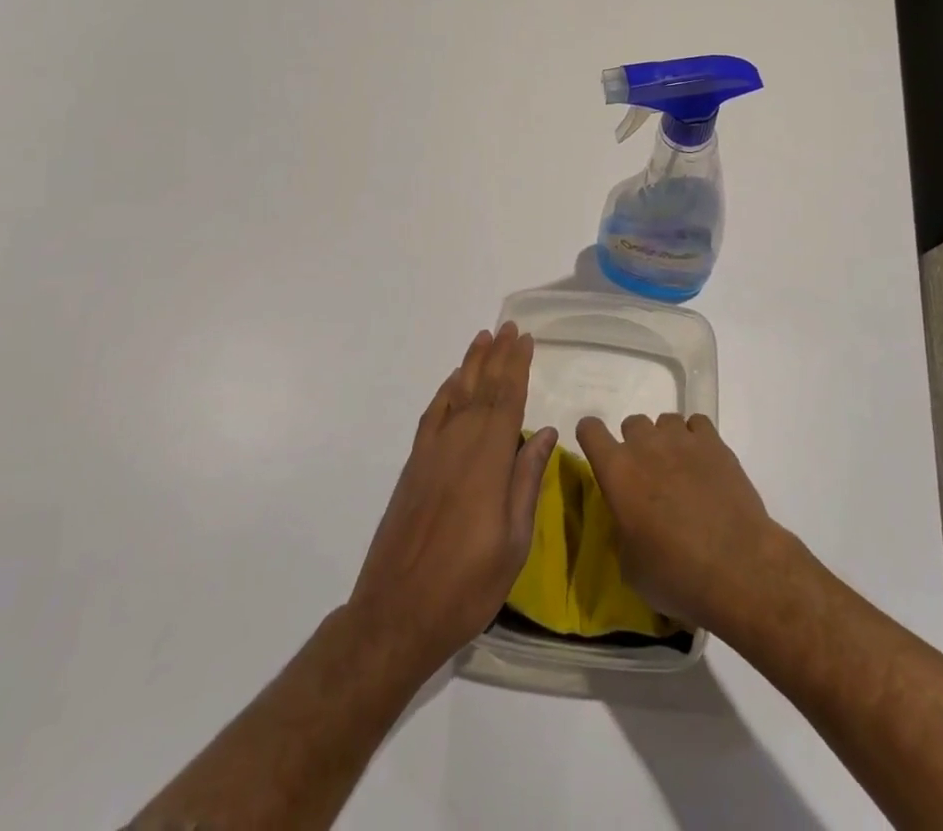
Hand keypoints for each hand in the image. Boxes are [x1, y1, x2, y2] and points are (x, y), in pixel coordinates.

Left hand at [349, 323, 556, 674]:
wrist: (396, 615)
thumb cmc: (467, 585)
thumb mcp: (513, 542)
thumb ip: (527, 482)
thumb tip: (545, 433)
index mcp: (488, 461)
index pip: (507, 400)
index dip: (517, 367)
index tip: (525, 339)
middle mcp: (459, 445)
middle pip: (482, 389)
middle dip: (497, 356)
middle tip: (508, 328)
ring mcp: (432, 454)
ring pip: (455, 395)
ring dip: (470, 364)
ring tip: (483, 338)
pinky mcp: (413, 467)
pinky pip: (432, 416)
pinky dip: (444, 393)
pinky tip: (452, 382)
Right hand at [575, 412, 795, 632]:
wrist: (736, 566)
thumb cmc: (675, 574)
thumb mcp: (631, 566)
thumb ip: (622, 530)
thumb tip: (630, 521)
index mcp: (617, 472)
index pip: (590, 431)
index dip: (591, 437)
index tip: (600, 453)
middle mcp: (645, 446)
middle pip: (632, 423)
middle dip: (635, 445)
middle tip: (648, 476)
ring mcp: (682, 440)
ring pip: (665, 421)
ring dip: (666, 440)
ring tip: (679, 469)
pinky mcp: (714, 443)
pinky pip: (697, 424)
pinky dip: (696, 438)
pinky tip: (704, 463)